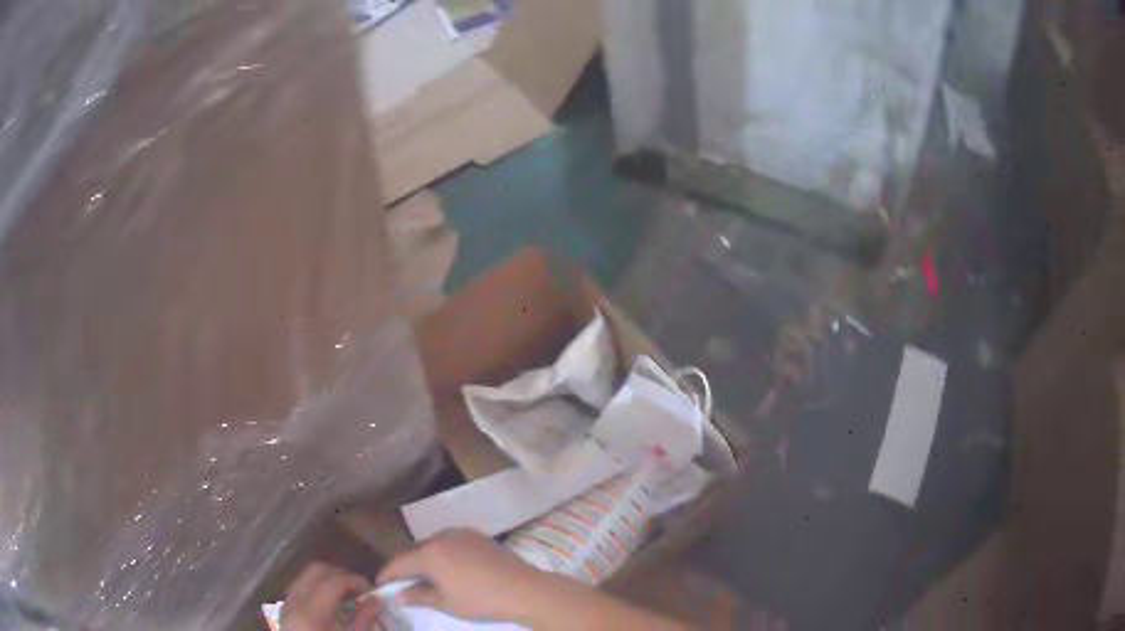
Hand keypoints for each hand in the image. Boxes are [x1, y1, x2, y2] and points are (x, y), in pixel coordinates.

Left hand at [281, 562, 381, 630]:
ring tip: (348, 597)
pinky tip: (332, 606)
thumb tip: (376, 600)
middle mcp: (293, 602)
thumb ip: (363, 620)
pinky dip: (317, 590)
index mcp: (310, 611)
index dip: (356, 580)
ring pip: (306, 577)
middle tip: (361, 590)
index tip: (373, 591)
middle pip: (316, 571)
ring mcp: (286, 605)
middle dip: (341, 575)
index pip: (333, 580)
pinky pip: (300, 589)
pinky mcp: (285, 612)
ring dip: (328, 581)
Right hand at [377, 529, 546, 622]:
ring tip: (425, 577)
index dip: (387, 574)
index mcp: (430, 553)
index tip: (380, 586)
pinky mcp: (478, 536)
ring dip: (425, 559)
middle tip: (402, 584)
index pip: (399, 562)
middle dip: (406, 566)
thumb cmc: (480, 600)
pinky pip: (451, 542)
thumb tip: (397, 595)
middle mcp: (442, 537)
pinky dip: (443, 554)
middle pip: (415, 551)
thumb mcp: (445, 602)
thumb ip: (418, 596)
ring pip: (433, 545)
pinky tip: (449, 568)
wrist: (524, 589)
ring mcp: (461, 533)